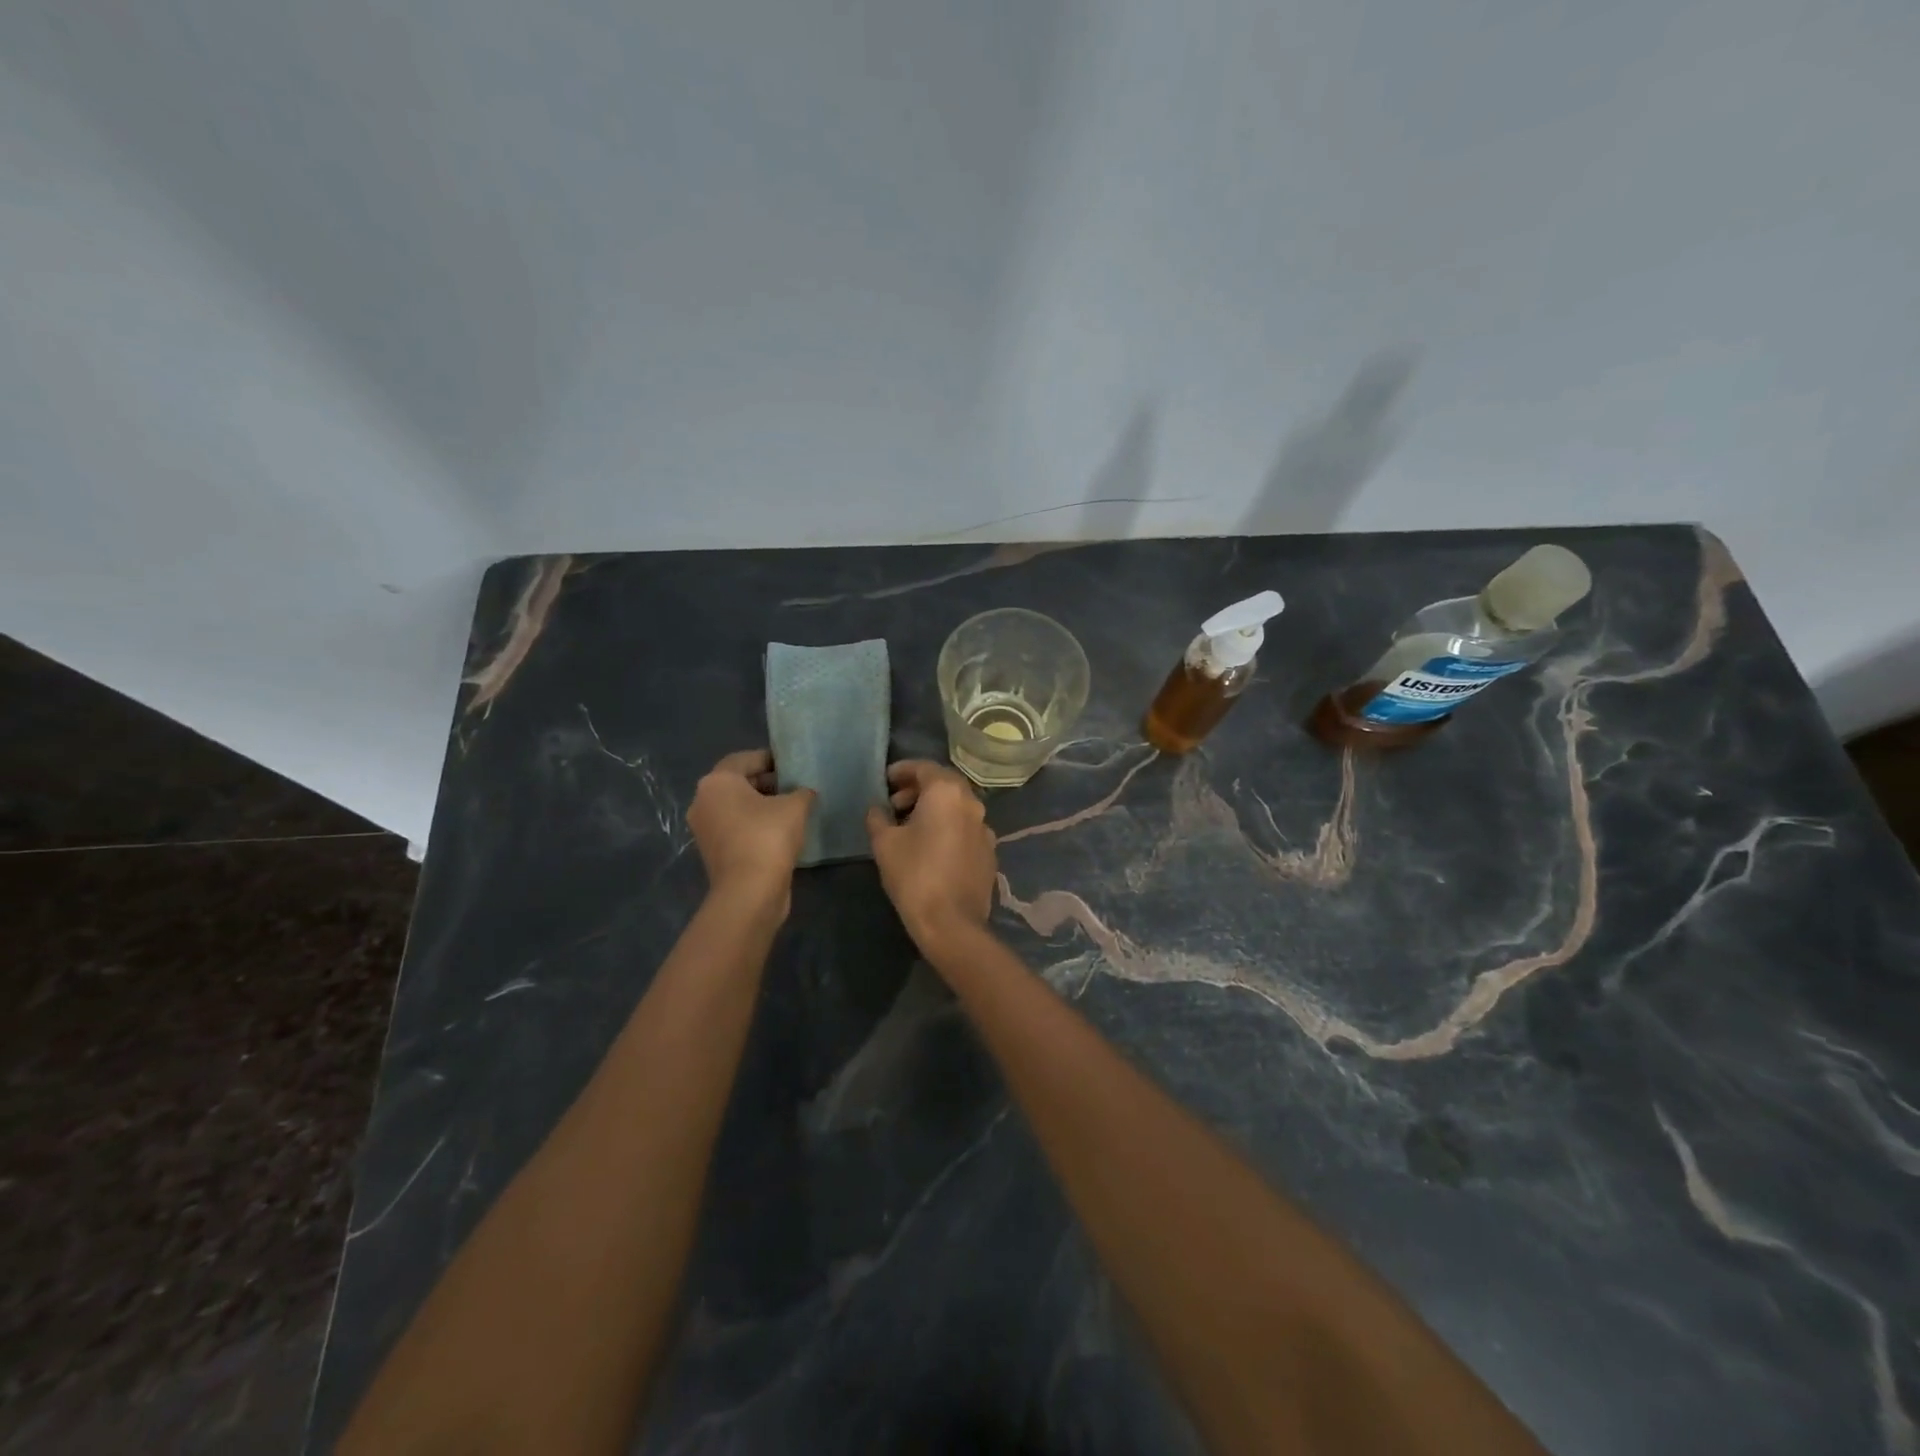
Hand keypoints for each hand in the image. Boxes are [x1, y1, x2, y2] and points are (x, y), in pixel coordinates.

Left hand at [688, 750, 815, 915]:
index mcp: (716, 782)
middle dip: (767, 782)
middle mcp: (703, 801)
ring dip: (762, 805)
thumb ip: (801, 792)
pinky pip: (736, 828)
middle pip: (738, 783)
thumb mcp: (795, 806)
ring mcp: (705, 829)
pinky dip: (755, 825)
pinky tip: (781, 832)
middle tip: (796, 787)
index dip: (772, 759)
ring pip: (736, 807)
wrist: (749, 892)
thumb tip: (804, 793)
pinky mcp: (713, 851)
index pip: (745, 759)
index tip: (794, 766)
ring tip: (792, 809)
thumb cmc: (768, 837)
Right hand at [866, 760, 996, 946]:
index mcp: (947, 792)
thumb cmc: (914, 875)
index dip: (902, 770)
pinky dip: (948, 826)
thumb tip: (877, 809)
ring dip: (934, 808)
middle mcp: (972, 803)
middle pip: (944, 784)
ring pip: (957, 806)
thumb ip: (878, 818)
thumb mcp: (884, 843)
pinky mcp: (989, 851)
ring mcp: (985, 828)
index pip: (924, 767)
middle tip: (895, 803)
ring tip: (910, 826)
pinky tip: (932, 847)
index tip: (885, 781)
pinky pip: (966, 827)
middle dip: (918, 788)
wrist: (952, 922)